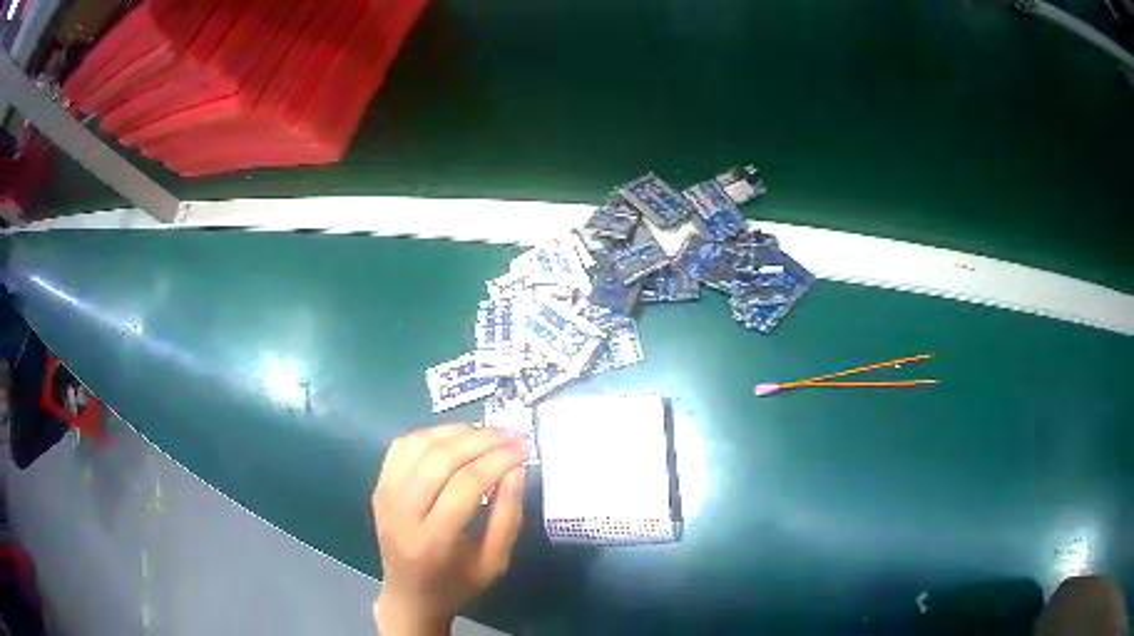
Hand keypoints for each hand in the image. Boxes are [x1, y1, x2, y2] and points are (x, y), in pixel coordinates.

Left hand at [372, 424, 527, 634]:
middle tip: (511, 434)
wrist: (409, 596)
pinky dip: (431, 434)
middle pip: (440, 459)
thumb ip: (507, 515)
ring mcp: (384, 497)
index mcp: (431, 542)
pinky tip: (454, 437)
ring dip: (456, 431)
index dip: (498, 460)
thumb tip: (516, 467)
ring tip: (488, 433)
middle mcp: (400, 514)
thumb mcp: (494, 561)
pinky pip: (402, 447)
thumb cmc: (457, 584)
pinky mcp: (379, 487)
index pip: (465, 485)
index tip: (524, 448)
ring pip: (419, 445)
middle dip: (481, 440)